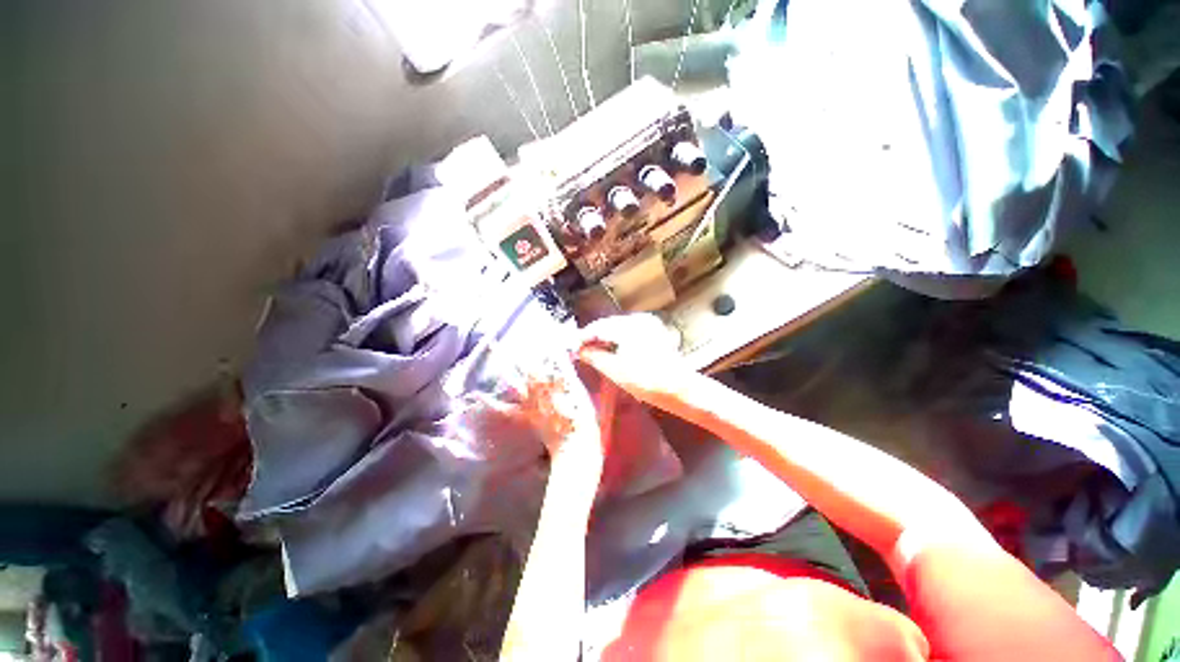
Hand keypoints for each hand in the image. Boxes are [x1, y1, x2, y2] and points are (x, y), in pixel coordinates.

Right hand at [576, 314, 695, 411]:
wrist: (678, 388)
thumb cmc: (646, 380)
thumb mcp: (615, 370)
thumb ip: (594, 357)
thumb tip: (578, 350)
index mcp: (629, 326)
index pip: (599, 327)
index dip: (583, 337)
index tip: (572, 347)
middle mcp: (639, 319)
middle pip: (608, 324)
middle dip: (594, 336)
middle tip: (580, 349)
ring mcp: (648, 324)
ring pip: (618, 327)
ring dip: (605, 337)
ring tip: (593, 351)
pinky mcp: (654, 332)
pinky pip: (629, 330)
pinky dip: (618, 338)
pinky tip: (612, 349)